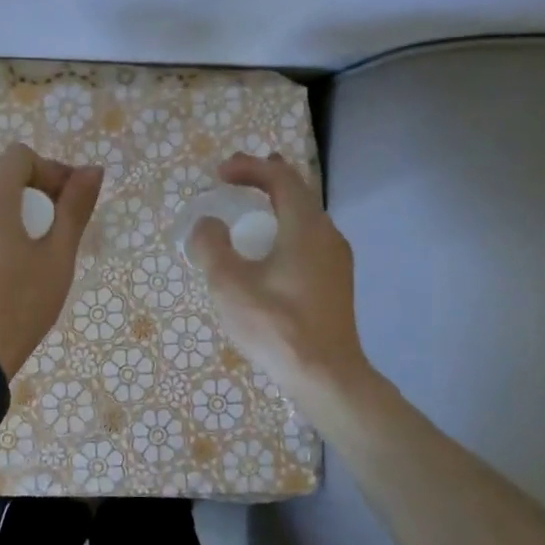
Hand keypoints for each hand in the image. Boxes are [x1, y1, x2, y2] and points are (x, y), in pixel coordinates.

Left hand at [0, 143, 104, 378]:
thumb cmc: (21, 303)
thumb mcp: (57, 256)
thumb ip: (74, 208)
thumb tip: (92, 170)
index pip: (19, 156)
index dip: (50, 169)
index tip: (67, 201)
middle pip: (1, 175)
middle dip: (34, 188)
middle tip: (57, 222)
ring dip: (14, 208)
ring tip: (36, 246)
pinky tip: (11, 264)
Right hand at [189, 153, 366, 394]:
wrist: (326, 376)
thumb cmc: (276, 325)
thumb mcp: (229, 283)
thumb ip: (212, 245)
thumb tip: (208, 224)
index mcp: (305, 226)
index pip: (280, 178)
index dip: (249, 168)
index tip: (219, 174)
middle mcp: (327, 234)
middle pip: (297, 192)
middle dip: (264, 179)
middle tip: (234, 176)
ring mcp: (336, 259)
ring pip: (305, 216)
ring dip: (276, 204)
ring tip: (252, 204)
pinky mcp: (336, 281)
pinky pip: (309, 238)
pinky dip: (285, 227)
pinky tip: (270, 248)